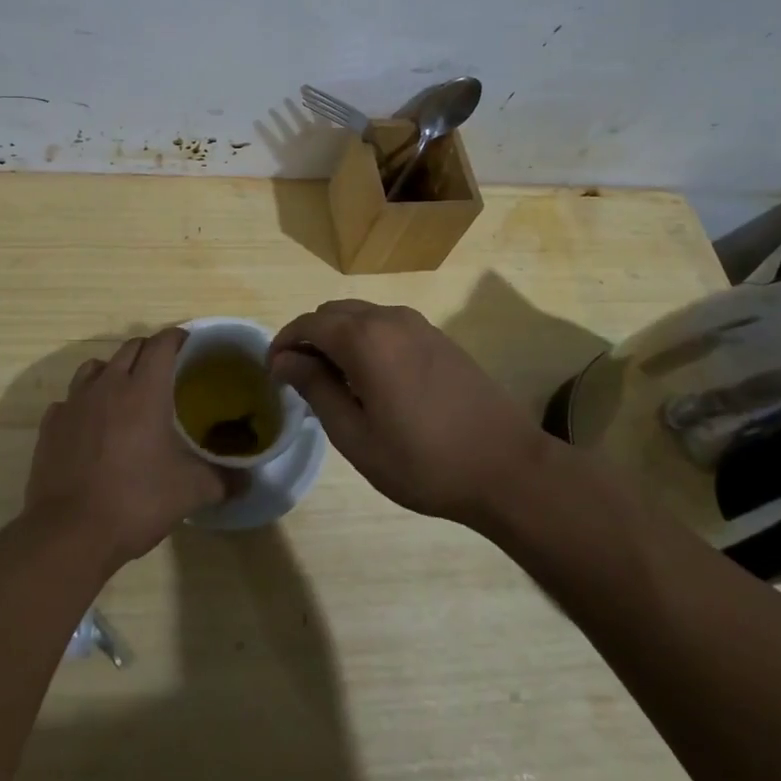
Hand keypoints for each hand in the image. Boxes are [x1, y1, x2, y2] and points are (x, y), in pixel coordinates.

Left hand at [24, 326, 228, 566]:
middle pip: (130, 348)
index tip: (188, 343)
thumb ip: (223, 480)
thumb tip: (248, 482)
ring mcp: (74, 403)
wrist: (69, 533)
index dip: (176, 337)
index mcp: (144, 390)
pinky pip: (69, 400)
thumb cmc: (136, 501)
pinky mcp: (51, 425)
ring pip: (95, 367)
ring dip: (113, 370)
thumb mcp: (190, 492)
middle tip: (165, 369)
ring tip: (125, 391)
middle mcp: (108, 385)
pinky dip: (83, 403)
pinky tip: (90, 424)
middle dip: (149, 351)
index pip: (162, 344)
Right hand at [271, 300, 545, 525]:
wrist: (507, 468)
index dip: (283, 343)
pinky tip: (373, 381)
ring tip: (336, 384)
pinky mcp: (439, 337)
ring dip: (338, 338)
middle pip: (332, 312)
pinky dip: (366, 340)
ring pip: (360, 315)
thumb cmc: (423, 461)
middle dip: (309, 338)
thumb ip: (316, 388)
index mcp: (364, 338)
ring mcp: (418, 324)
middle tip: (302, 381)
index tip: (273, 374)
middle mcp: (389, 318)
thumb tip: (284, 359)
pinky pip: (387, 325)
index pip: (308, 323)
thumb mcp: (356, 435)